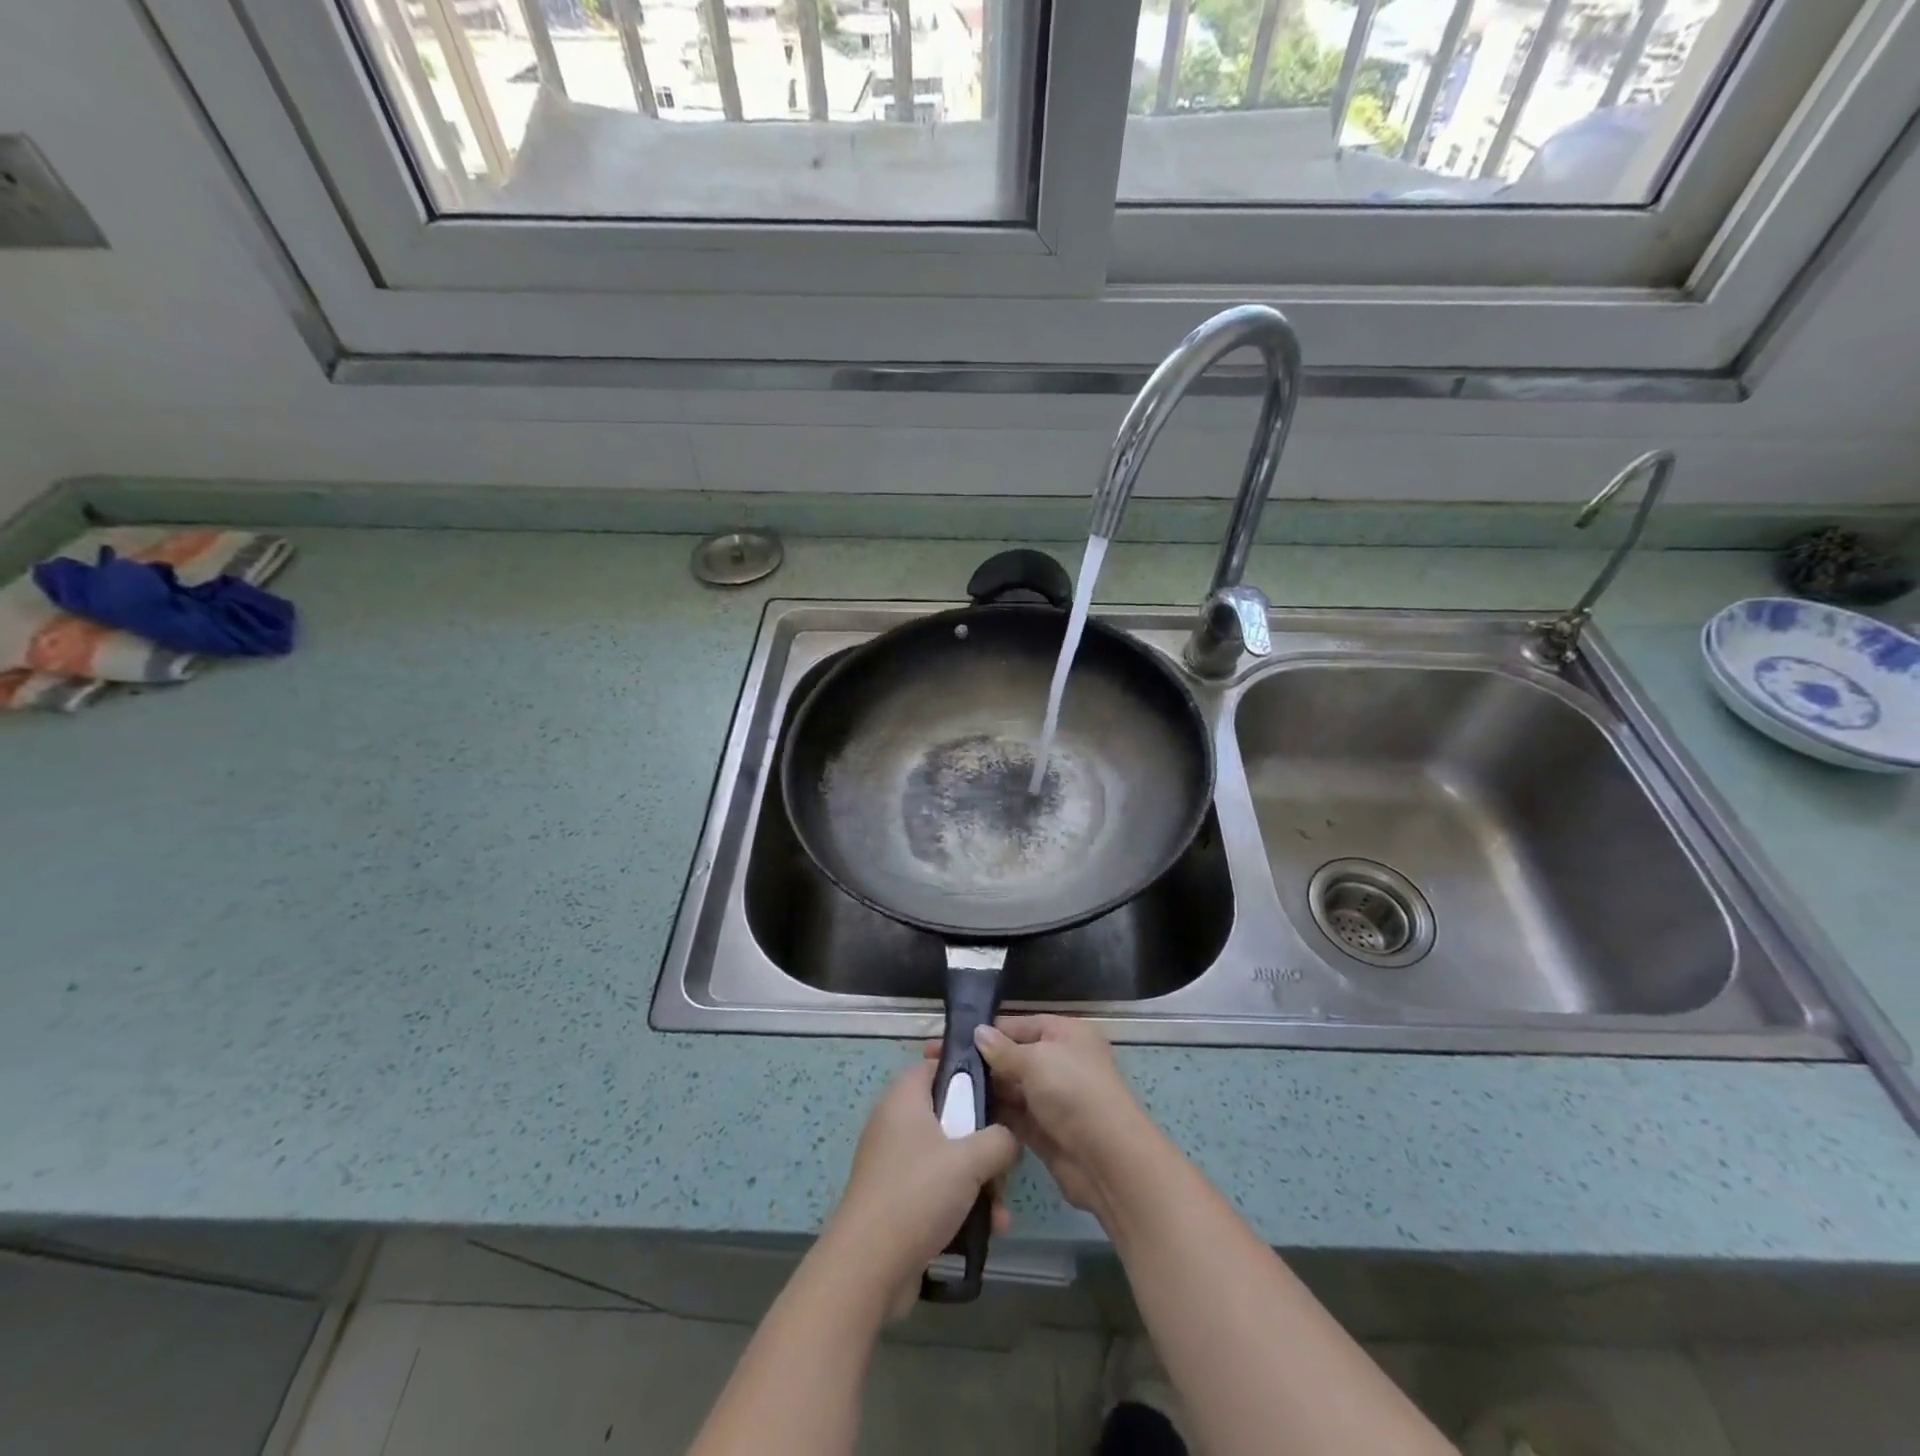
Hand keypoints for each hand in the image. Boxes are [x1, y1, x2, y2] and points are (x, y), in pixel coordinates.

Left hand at [821, 1061, 1020, 1317]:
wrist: (868, 1268)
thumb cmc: (918, 1194)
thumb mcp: (970, 1159)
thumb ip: (1000, 1139)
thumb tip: (1009, 1139)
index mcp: (904, 1099)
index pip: (936, 1065)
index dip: (968, 1071)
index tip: (1000, 1089)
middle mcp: (896, 1124)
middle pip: (950, 1115)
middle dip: (984, 1142)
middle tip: (1006, 1161)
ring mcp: (895, 1164)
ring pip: (948, 1157)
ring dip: (980, 1181)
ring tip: (1001, 1212)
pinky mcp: (897, 1200)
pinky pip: (937, 1189)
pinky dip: (962, 1204)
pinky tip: (988, 1231)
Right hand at [963, 1015, 1163, 1226]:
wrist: (1108, 1160)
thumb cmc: (1074, 1094)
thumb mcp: (1037, 1061)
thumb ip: (1003, 1050)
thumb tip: (978, 1033)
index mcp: (1065, 1034)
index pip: (1017, 1025)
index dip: (983, 1033)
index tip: (945, 1041)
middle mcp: (1059, 1061)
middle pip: (1012, 1057)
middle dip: (979, 1063)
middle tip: (935, 1068)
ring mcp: (1052, 1098)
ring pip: (1010, 1088)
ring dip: (983, 1091)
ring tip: (942, 1093)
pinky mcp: (1045, 1130)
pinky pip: (1013, 1117)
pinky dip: (993, 1116)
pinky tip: (962, 1116)